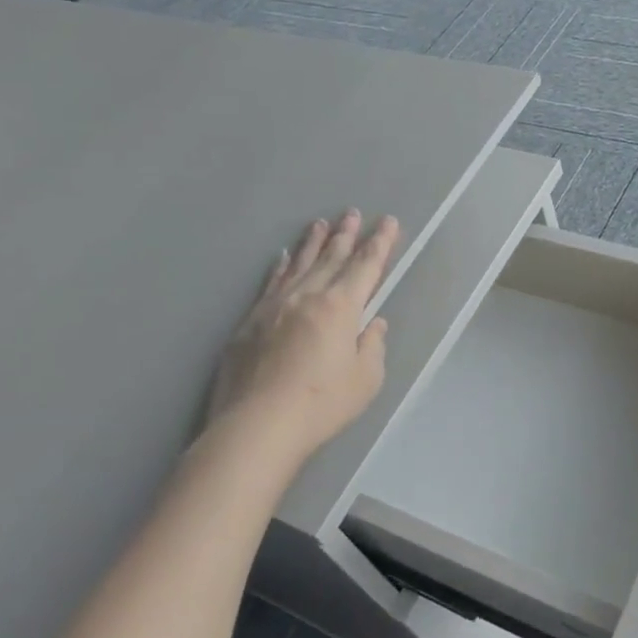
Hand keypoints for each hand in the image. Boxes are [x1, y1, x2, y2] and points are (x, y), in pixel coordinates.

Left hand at [209, 210, 400, 458]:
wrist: (257, 425)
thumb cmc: (321, 404)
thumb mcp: (365, 379)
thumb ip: (372, 346)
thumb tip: (373, 324)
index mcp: (341, 307)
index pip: (366, 266)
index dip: (380, 243)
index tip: (387, 222)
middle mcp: (308, 296)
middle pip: (331, 258)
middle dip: (346, 234)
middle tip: (352, 212)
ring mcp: (275, 306)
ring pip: (299, 264)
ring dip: (313, 242)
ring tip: (321, 223)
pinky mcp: (250, 321)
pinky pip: (271, 282)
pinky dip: (281, 266)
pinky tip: (284, 256)